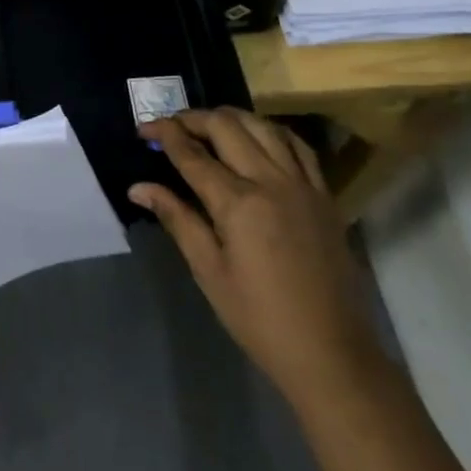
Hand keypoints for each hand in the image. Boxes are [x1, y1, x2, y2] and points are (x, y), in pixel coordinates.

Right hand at [132, 109, 379, 401]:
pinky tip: (258, 137)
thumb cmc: (259, 318)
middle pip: (227, 127)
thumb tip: (138, 187)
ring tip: (209, 125)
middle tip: (171, 126)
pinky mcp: (325, 195)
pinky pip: (298, 146)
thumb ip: (176, 219)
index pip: (192, 154)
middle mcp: (271, 181)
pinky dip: (271, 132)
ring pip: (263, 126)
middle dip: (193, 118)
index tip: (143, 127)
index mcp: (238, 203)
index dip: (164, 134)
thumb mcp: (209, 271)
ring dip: (231, 118)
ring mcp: (303, 184)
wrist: (331, 353)